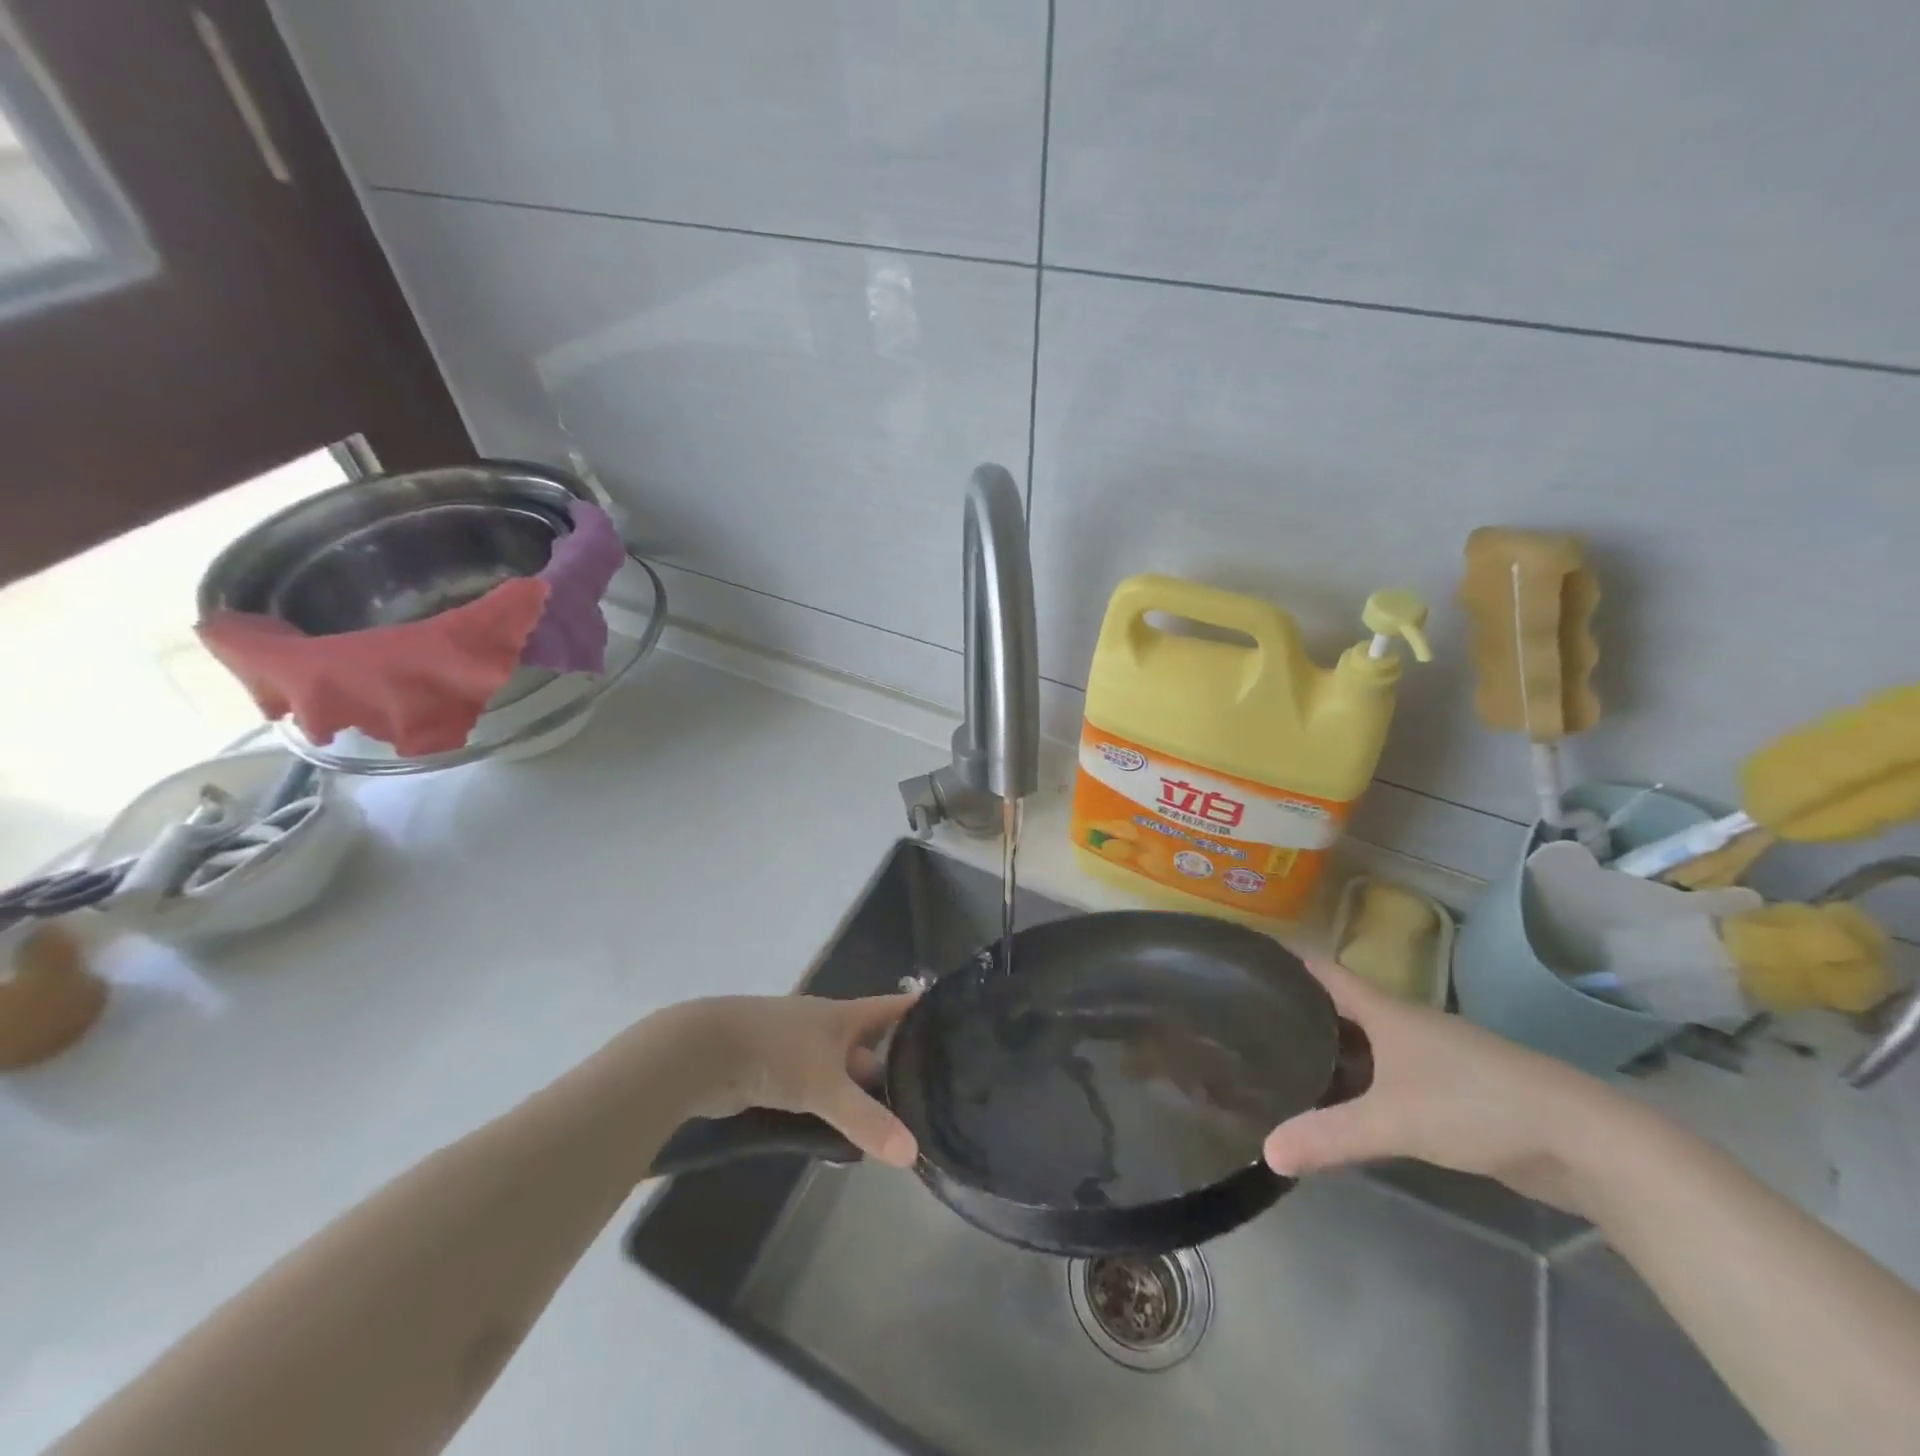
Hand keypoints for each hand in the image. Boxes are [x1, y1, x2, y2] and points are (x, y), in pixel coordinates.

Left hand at [653, 992, 919, 1167]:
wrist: (704, 1052)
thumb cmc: (776, 1052)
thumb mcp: (826, 1086)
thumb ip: (867, 1120)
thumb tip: (912, 1154)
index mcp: (843, 1017)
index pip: (891, 1008)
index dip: (918, 1011)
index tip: (951, 1016)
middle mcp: (824, 1029)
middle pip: (868, 1047)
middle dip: (891, 1070)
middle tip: (925, 1099)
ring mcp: (797, 1051)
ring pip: (839, 1073)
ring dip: (857, 1096)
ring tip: (888, 1128)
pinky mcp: (773, 1075)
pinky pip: (812, 1093)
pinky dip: (827, 1110)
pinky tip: (838, 1138)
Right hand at [1262, 960, 1612, 1210]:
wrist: (1583, 1141)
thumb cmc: (1476, 1104)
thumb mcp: (1394, 1120)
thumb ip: (1329, 1135)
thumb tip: (1265, 1152)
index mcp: (1386, 1010)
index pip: (1323, 970)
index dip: (1285, 961)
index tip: (1242, 960)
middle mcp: (1404, 1024)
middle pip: (1339, 1007)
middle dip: (1296, 1012)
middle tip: (1245, 1022)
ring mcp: (1431, 1058)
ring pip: (1365, 1045)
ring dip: (1329, 1051)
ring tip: (1279, 1063)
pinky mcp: (1451, 1092)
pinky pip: (1388, 1077)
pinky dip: (1359, 1084)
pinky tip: (1340, 1106)